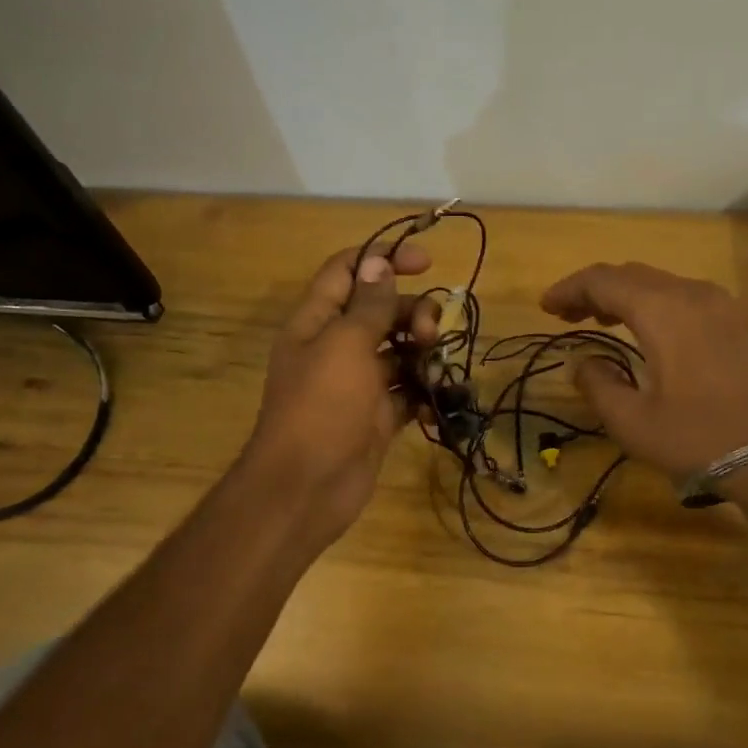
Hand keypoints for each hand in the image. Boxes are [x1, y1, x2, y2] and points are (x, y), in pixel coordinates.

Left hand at [244, 244, 438, 549]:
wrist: (308, 488)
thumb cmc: (322, 406)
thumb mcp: (345, 344)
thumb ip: (368, 304)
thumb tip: (379, 262)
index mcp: (316, 322)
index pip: (347, 272)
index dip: (383, 259)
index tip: (427, 262)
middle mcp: (335, 347)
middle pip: (380, 311)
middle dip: (412, 312)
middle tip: (428, 334)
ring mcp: (357, 384)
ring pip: (398, 350)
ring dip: (422, 352)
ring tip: (434, 368)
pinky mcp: (376, 416)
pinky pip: (406, 391)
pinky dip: (423, 391)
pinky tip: (439, 397)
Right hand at [540, 262, 747, 482]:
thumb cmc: (701, 439)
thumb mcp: (633, 422)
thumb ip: (597, 385)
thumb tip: (583, 360)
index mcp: (662, 310)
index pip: (603, 280)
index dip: (569, 288)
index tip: (545, 306)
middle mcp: (692, 294)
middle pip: (632, 275)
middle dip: (595, 289)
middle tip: (567, 314)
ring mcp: (722, 305)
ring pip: (661, 284)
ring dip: (626, 296)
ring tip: (600, 320)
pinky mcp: (739, 323)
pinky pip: (685, 298)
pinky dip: (654, 305)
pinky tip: (648, 331)